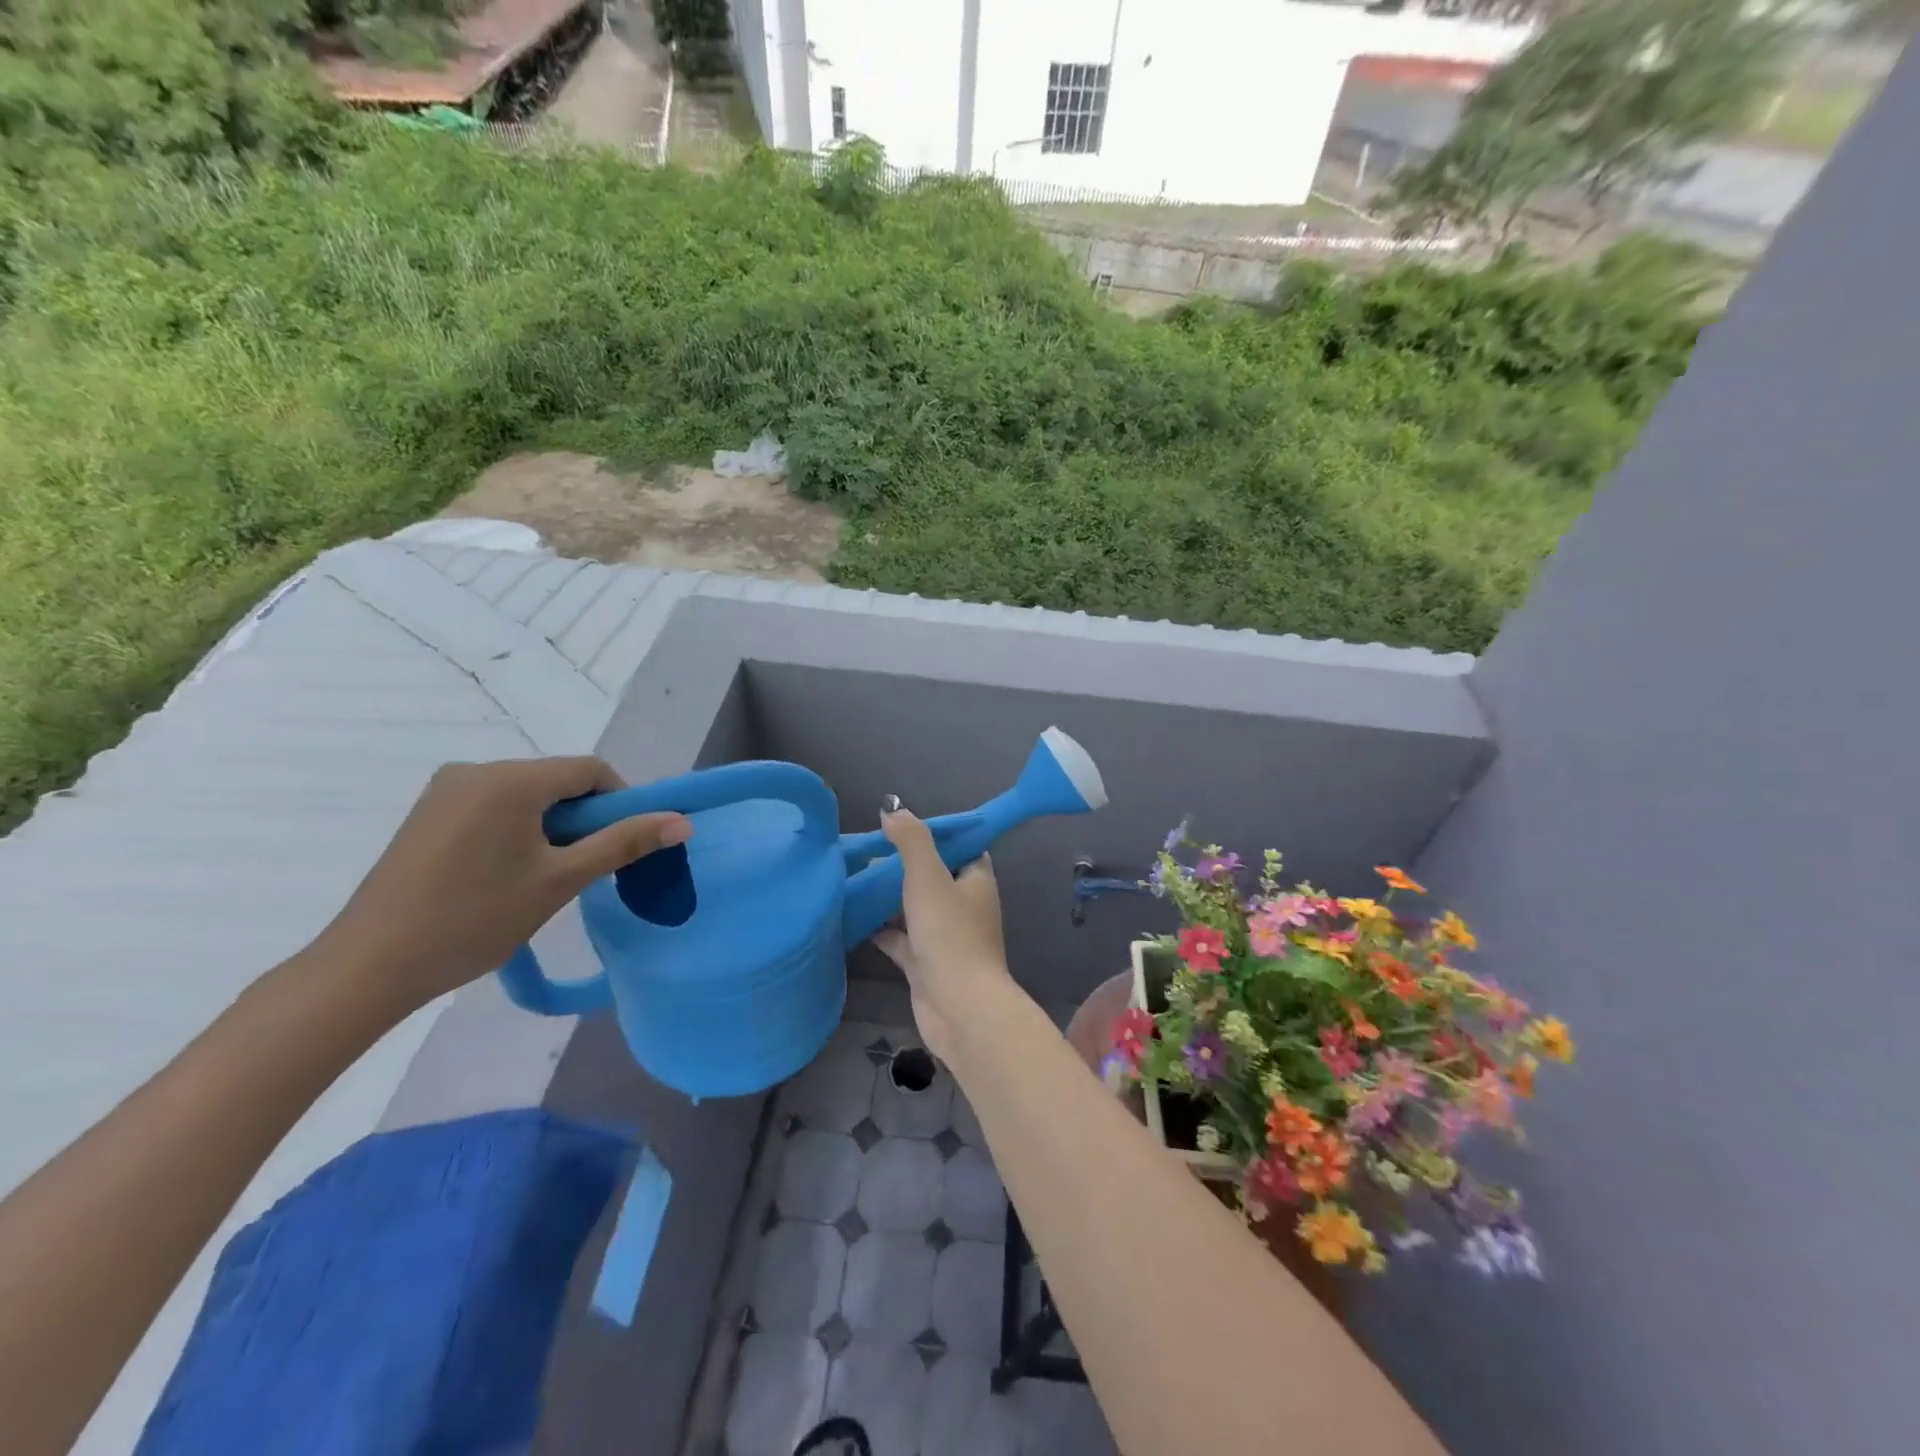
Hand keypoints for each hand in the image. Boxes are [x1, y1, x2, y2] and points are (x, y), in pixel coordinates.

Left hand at [312, 757, 691, 1018]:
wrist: (370, 966)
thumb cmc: (476, 918)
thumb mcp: (561, 880)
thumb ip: (624, 843)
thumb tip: (683, 822)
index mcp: (511, 779)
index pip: (589, 770)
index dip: (620, 801)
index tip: (626, 844)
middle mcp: (476, 770)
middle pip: (556, 780)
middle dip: (584, 817)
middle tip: (589, 867)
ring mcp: (445, 790)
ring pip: (526, 795)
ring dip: (552, 825)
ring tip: (549, 876)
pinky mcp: (427, 814)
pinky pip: (493, 806)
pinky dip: (518, 829)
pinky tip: (509, 872)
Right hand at [871, 808, 1013, 1061]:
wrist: (959, 1009)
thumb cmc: (949, 935)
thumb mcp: (928, 877)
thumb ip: (911, 841)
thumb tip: (892, 809)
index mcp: (975, 880)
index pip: (959, 846)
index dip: (933, 834)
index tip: (900, 825)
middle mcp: (964, 905)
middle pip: (932, 876)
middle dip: (901, 864)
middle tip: (867, 851)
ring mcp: (945, 937)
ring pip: (914, 908)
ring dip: (888, 896)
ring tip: (853, 877)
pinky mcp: (925, 963)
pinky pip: (900, 938)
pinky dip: (880, 928)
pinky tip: (854, 916)